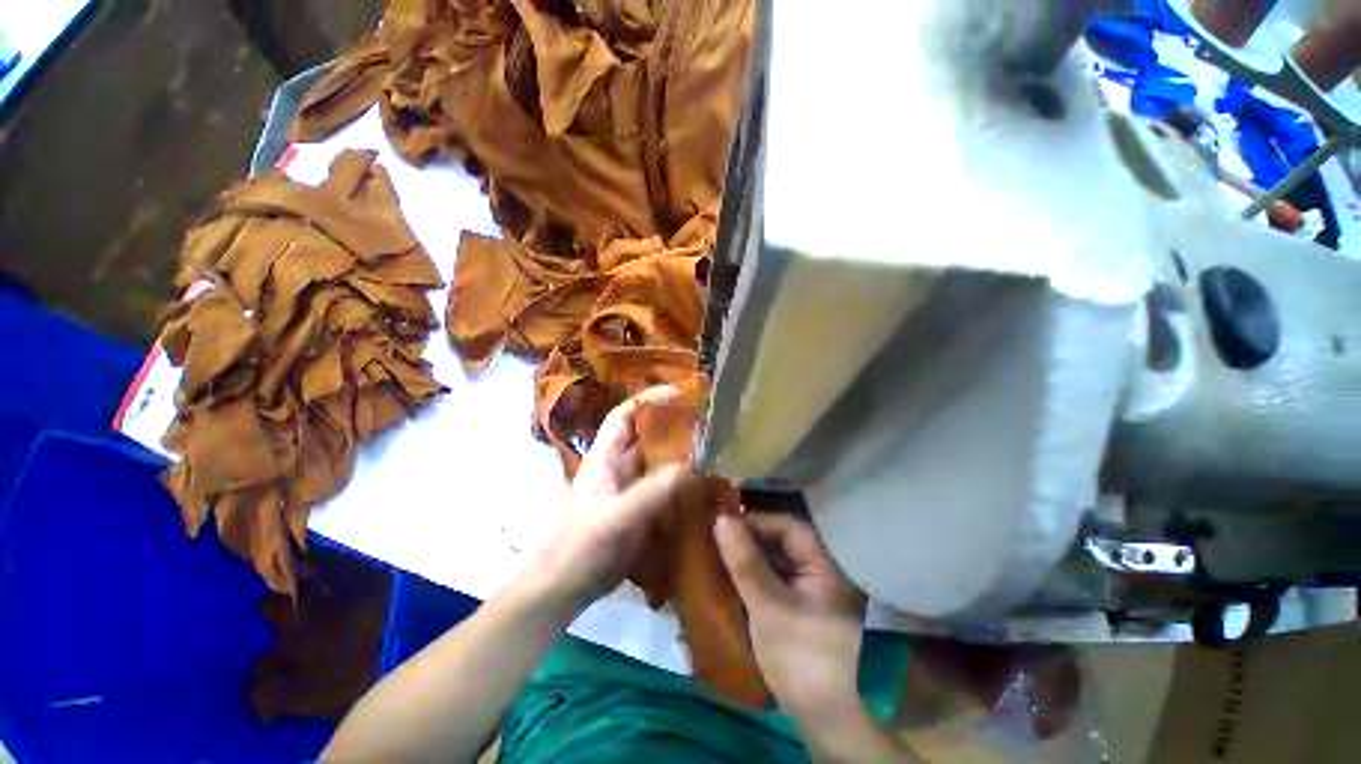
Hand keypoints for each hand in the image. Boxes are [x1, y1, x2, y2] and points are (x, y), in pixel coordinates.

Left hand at [535, 386, 688, 612]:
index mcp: (605, 456)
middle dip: (672, 423)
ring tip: (710, 447)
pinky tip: (702, 481)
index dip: (649, 399)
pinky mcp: (640, 504)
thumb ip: (653, 491)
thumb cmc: (585, 544)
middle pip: (646, 434)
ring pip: (657, 458)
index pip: (625, 414)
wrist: (571, 584)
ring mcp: (629, 485)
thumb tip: (693, 466)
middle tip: (705, 421)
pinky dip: (681, 478)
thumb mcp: (618, 516)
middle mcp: (618, 464)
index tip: (679, 394)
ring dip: (680, 451)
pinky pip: (663, 483)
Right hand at [714, 513, 866, 716]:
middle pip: (785, 540)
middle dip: (754, 535)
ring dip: (753, 552)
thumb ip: (745, 562)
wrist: (818, 716)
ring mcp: (813, 588)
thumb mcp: (768, 606)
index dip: (759, 521)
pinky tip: (736, 571)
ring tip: (723, 547)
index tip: (728, 521)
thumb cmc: (796, 657)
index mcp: (826, 567)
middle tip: (721, 533)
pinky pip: (777, 575)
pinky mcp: (801, 603)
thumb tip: (721, 519)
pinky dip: (757, 570)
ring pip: (779, 557)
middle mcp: (823, 571)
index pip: (791, 528)